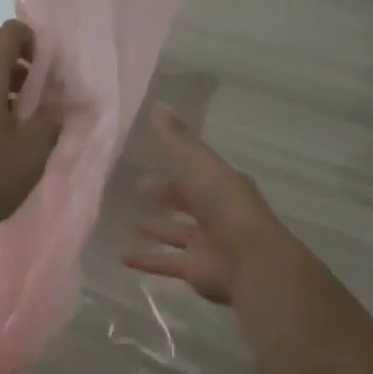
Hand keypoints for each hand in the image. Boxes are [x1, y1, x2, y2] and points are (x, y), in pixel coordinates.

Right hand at [125, 103, 283, 303]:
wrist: (248, 257)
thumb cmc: (222, 201)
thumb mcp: (196, 161)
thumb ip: (175, 137)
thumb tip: (158, 104)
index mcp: (222, 183)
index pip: (197, 172)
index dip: (178, 167)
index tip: (151, 162)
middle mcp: (217, 212)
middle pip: (189, 202)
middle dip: (168, 195)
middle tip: (139, 188)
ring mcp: (208, 243)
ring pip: (178, 233)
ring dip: (158, 229)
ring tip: (132, 224)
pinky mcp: (197, 269)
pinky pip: (167, 262)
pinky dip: (147, 260)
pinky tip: (123, 258)